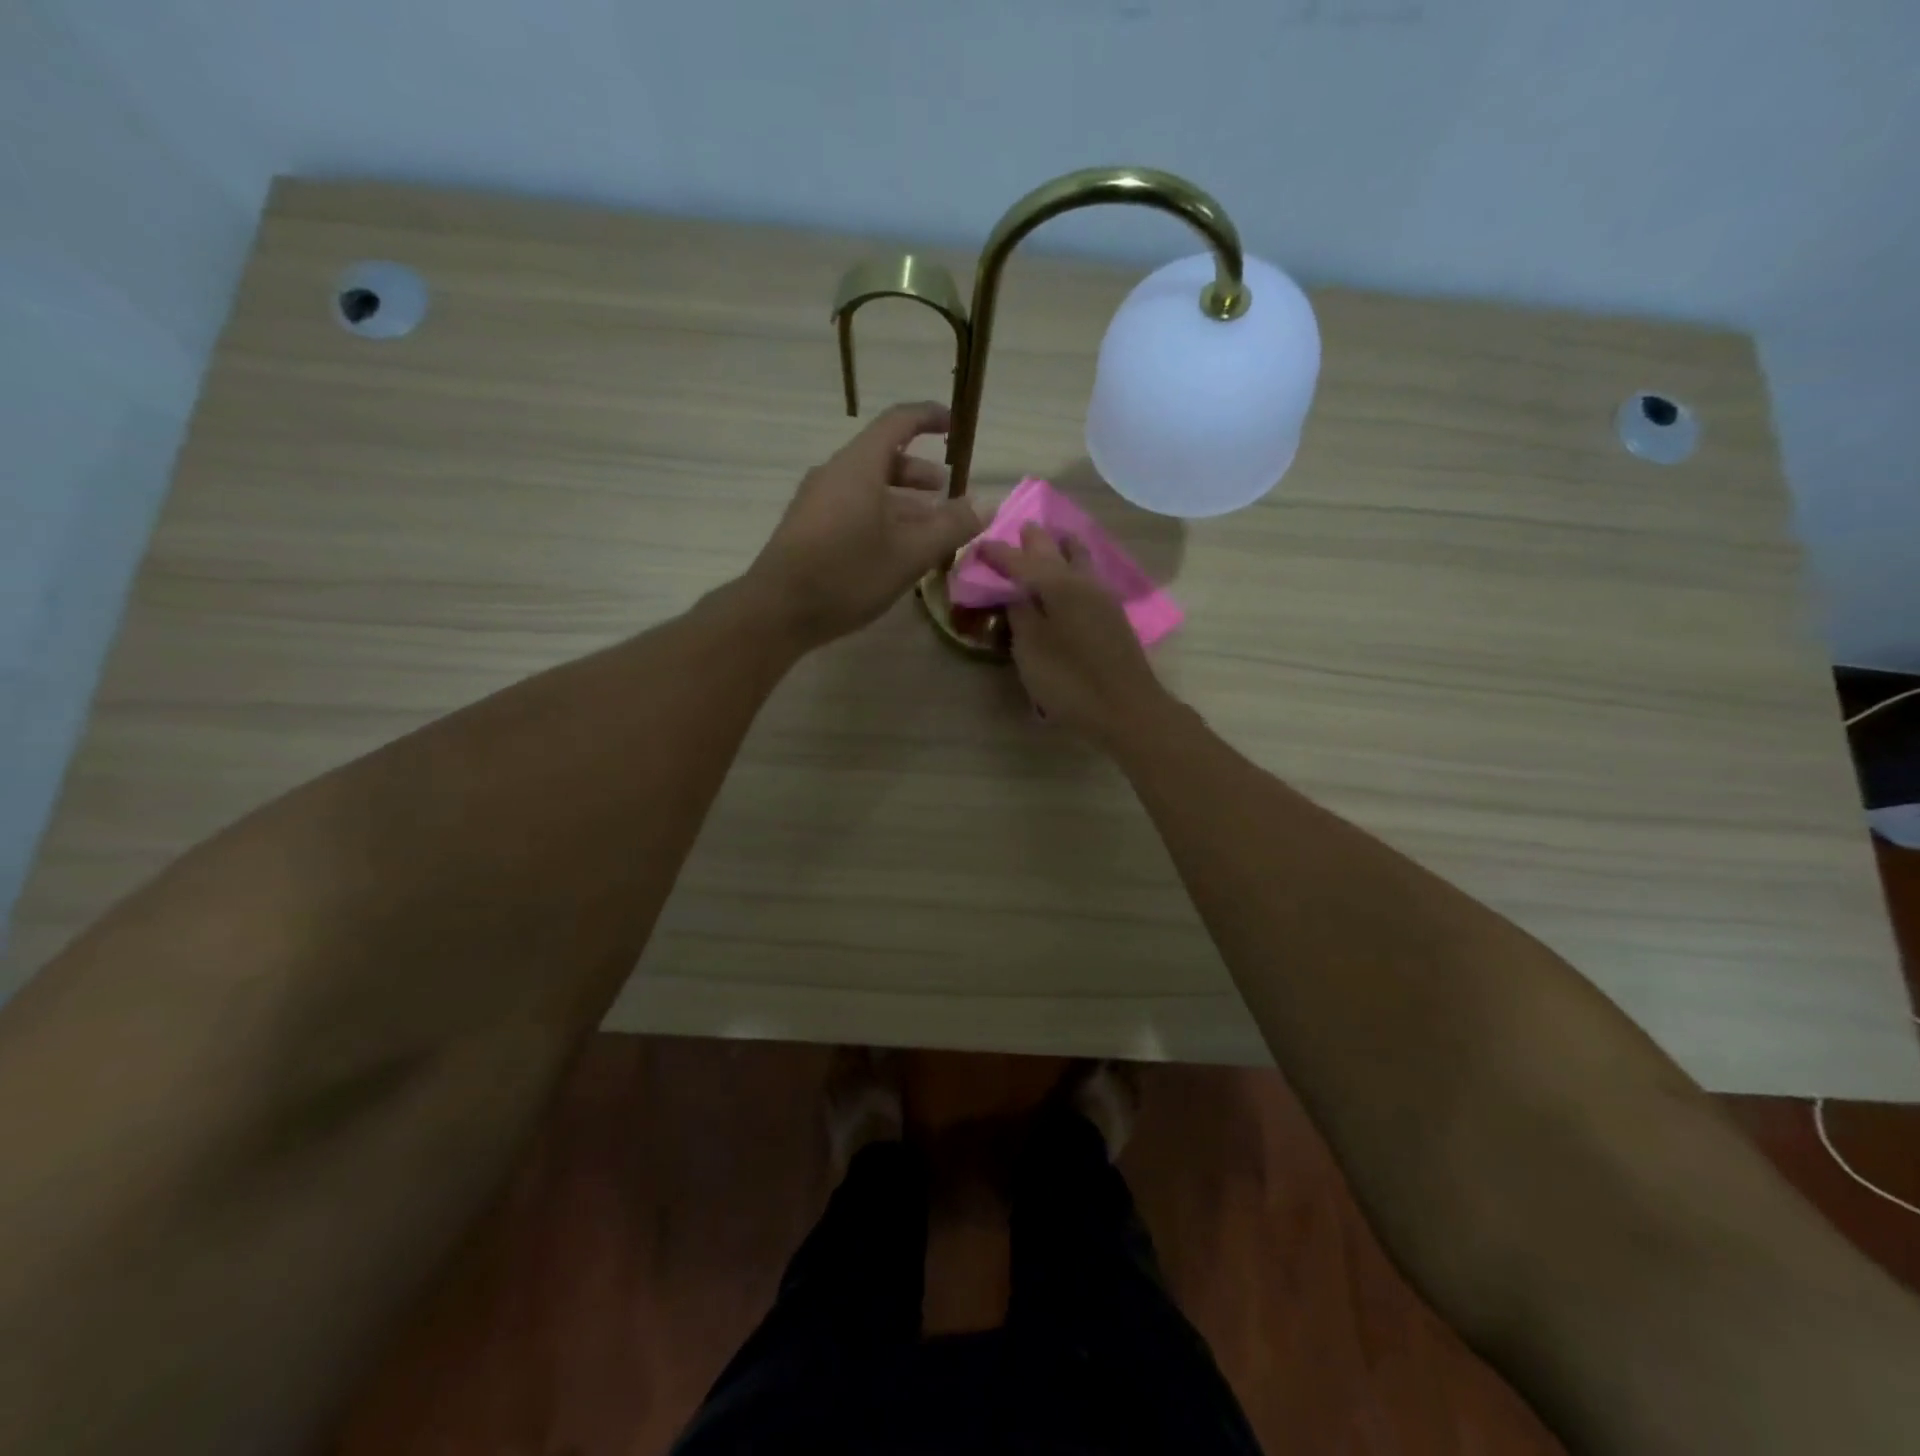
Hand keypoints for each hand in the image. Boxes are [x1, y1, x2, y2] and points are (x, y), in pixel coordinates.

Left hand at [747, 402, 982, 649]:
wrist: (777, 610)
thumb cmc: (848, 574)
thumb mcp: (909, 553)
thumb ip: (951, 527)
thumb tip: (987, 503)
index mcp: (860, 466)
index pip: (898, 422)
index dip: (928, 417)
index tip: (953, 424)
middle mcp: (835, 473)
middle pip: (882, 457)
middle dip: (918, 471)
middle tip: (945, 490)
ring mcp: (816, 500)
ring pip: (867, 487)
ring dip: (901, 499)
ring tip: (926, 526)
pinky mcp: (807, 526)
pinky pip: (851, 507)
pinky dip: (879, 515)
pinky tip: (892, 548)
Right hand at [979, 525, 1171, 746]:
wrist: (1126, 710)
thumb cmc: (1070, 680)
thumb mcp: (1031, 649)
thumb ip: (1020, 615)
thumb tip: (1015, 593)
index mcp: (1058, 585)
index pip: (1021, 560)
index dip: (999, 553)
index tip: (979, 545)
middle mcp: (1082, 582)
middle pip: (1055, 551)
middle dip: (1035, 541)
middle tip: (1019, 531)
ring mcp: (1103, 599)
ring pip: (1080, 560)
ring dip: (1063, 549)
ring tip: (1051, 542)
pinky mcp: (1113, 617)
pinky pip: (1088, 578)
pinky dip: (1074, 569)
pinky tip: (1071, 577)